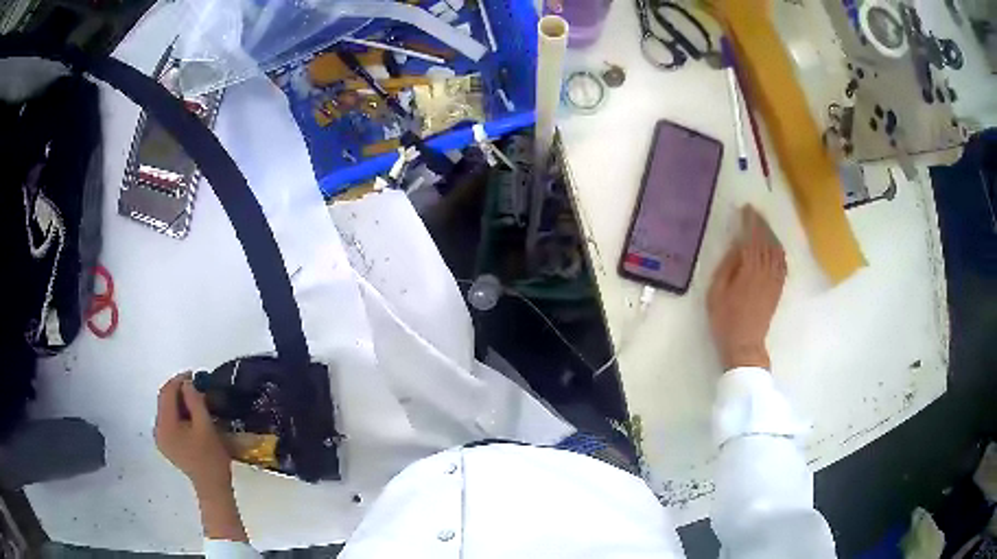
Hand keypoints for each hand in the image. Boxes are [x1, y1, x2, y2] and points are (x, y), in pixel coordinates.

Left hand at [155, 373, 231, 493]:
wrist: (212, 487)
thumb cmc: (211, 457)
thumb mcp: (205, 426)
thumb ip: (195, 401)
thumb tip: (188, 383)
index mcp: (165, 425)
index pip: (167, 393)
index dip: (179, 380)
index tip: (195, 375)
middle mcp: (158, 429)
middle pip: (164, 400)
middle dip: (179, 391)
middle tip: (197, 387)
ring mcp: (161, 439)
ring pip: (167, 410)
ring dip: (179, 402)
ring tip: (196, 401)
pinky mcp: (166, 445)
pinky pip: (169, 421)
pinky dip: (179, 414)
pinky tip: (191, 417)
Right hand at [707, 206, 786, 370]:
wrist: (744, 345)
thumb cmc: (725, 320)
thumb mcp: (716, 292)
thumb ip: (727, 266)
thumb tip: (737, 246)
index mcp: (749, 270)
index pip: (752, 239)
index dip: (750, 222)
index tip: (746, 209)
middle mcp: (765, 271)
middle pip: (766, 242)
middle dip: (761, 225)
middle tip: (755, 212)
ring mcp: (774, 280)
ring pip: (776, 251)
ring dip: (771, 235)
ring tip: (764, 225)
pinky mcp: (778, 289)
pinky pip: (782, 264)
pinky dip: (779, 251)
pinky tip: (776, 246)